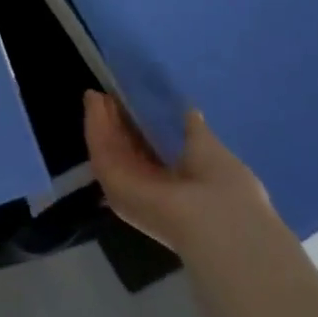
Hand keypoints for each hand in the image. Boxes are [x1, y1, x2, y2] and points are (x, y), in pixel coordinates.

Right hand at [84, 91, 277, 262]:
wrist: (216, 221)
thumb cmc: (223, 185)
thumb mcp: (211, 148)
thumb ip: (193, 131)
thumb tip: (190, 111)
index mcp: (178, 183)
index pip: (152, 152)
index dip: (140, 126)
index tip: (132, 103)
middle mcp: (150, 188)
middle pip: (127, 150)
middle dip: (116, 123)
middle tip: (107, 95)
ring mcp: (128, 188)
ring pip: (111, 149)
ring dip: (101, 121)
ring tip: (95, 95)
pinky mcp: (112, 183)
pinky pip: (101, 150)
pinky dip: (95, 125)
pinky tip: (94, 102)